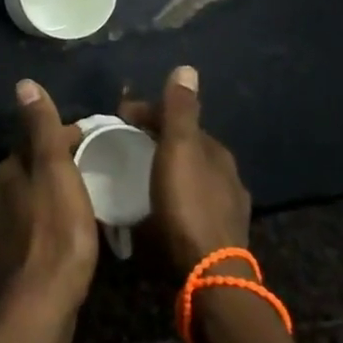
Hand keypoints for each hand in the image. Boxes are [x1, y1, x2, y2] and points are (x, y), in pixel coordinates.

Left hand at [0, 80, 98, 342]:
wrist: (39, 304)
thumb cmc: (55, 232)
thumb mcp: (54, 171)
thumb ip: (41, 128)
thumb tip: (24, 84)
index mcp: (2, 170)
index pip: (34, 141)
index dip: (65, 138)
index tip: (95, 143)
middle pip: (30, 168)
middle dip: (58, 165)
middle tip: (95, 171)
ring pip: (30, 197)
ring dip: (53, 194)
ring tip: (87, 201)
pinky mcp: (7, 257)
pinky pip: (31, 226)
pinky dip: (48, 221)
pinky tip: (69, 232)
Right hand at [119, 65, 251, 275]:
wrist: (210, 275)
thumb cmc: (187, 206)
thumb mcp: (178, 150)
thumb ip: (180, 111)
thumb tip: (187, 68)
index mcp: (215, 152)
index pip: (178, 119)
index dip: (148, 113)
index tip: (116, 118)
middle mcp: (226, 175)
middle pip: (184, 148)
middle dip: (156, 141)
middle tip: (122, 145)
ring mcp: (224, 208)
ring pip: (187, 177)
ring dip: (163, 170)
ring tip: (134, 176)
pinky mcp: (217, 236)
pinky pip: (188, 204)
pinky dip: (170, 196)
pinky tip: (155, 208)